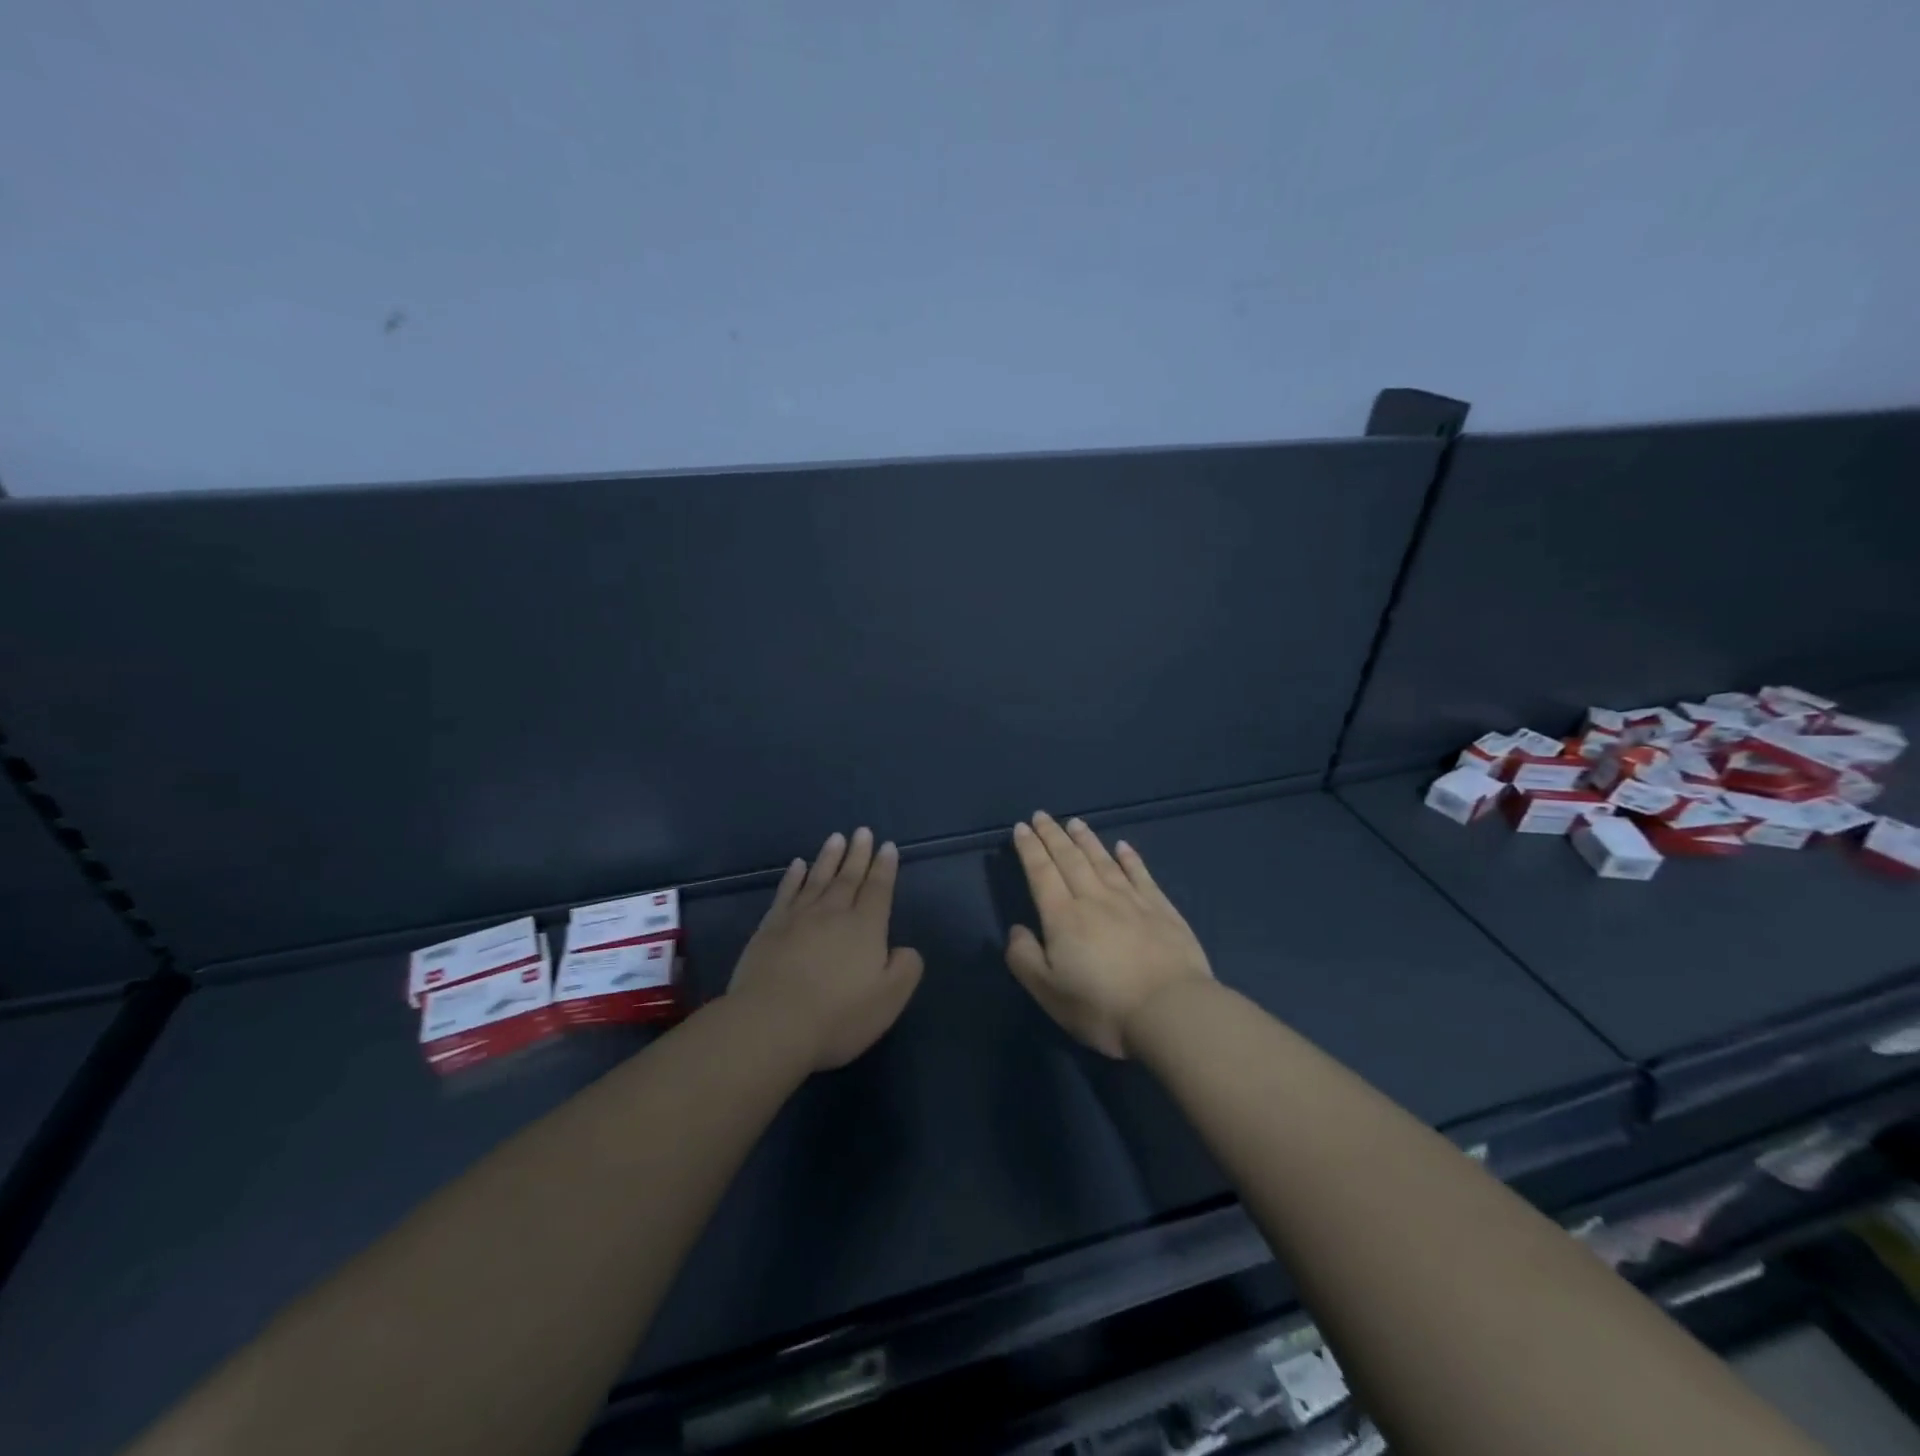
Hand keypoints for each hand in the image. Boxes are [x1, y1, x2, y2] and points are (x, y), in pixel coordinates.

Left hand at [728, 827, 923, 1070]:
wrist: (772, 1023)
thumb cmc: (838, 1015)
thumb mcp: (889, 999)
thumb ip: (905, 969)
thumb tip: (904, 949)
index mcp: (866, 928)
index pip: (879, 890)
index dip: (885, 868)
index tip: (888, 846)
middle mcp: (834, 913)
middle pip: (849, 877)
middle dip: (858, 854)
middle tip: (863, 831)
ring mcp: (798, 918)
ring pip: (818, 879)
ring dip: (829, 858)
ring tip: (836, 838)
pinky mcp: (769, 928)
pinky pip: (786, 893)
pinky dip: (793, 877)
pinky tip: (797, 865)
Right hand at [1005, 812, 1213, 1057]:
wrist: (1170, 1012)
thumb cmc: (1102, 1007)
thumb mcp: (1048, 992)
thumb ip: (1025, 959)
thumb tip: (1016, 930)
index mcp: (1063, 917)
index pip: (1041, 873)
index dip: (1029, 849)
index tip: (1021, 828)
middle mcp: (1094, 899)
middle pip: (1069, 859)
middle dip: (1053, 835)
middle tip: (1041, 816)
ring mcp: (1131, 901)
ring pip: (1103, 861)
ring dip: (1086, 839)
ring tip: (1075, 822)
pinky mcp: (1162, 909)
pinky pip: (1141, 875)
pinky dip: (1130, 858)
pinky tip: (1123, 846)